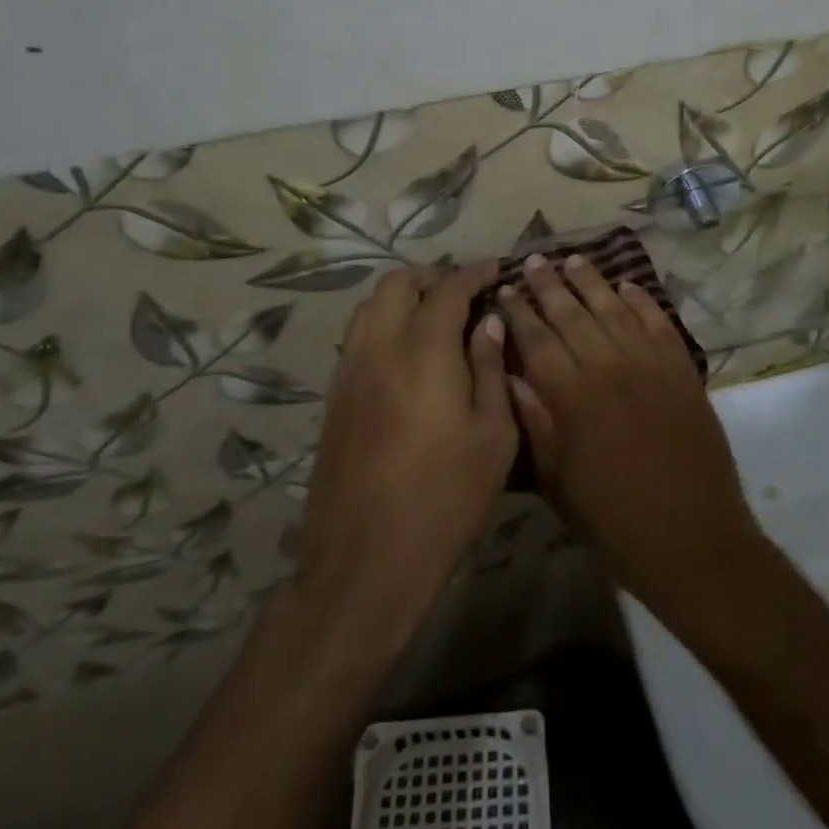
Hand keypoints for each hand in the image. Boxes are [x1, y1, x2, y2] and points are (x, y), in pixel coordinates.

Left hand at [296, 263, 514, 645]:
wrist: (367, 558)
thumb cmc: (446, 496)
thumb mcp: (493, 434)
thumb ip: (490, 369)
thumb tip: (488, 323)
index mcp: (424, 351)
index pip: (448, 288)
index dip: (473, 272)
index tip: (494, 270)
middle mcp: (379, 347)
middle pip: (397, 283)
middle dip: (432, 275)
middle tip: (464, 290)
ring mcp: (349, 371)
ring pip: (369, 306)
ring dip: (402, 296)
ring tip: (433, 313)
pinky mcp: (333, 397)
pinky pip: (357, 336)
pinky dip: (382, 323)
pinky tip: (406, 351)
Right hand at [500, 253, 769, 622]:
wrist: (693, 540)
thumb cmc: (613, 521)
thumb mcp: (558, 482)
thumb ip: (534, 422)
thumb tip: (510, 374)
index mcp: (572, 396)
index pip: (538, 339)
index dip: (520, 311)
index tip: (507, 287)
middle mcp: (610, 368)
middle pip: (574, 315)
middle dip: (551, 285)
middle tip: (535, 259)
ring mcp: (652, 365)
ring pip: (615, 311)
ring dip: (593, 283)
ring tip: (574, 260)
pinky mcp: (683, 371)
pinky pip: (660, 324)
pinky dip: (643, 302)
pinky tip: (629, 286)